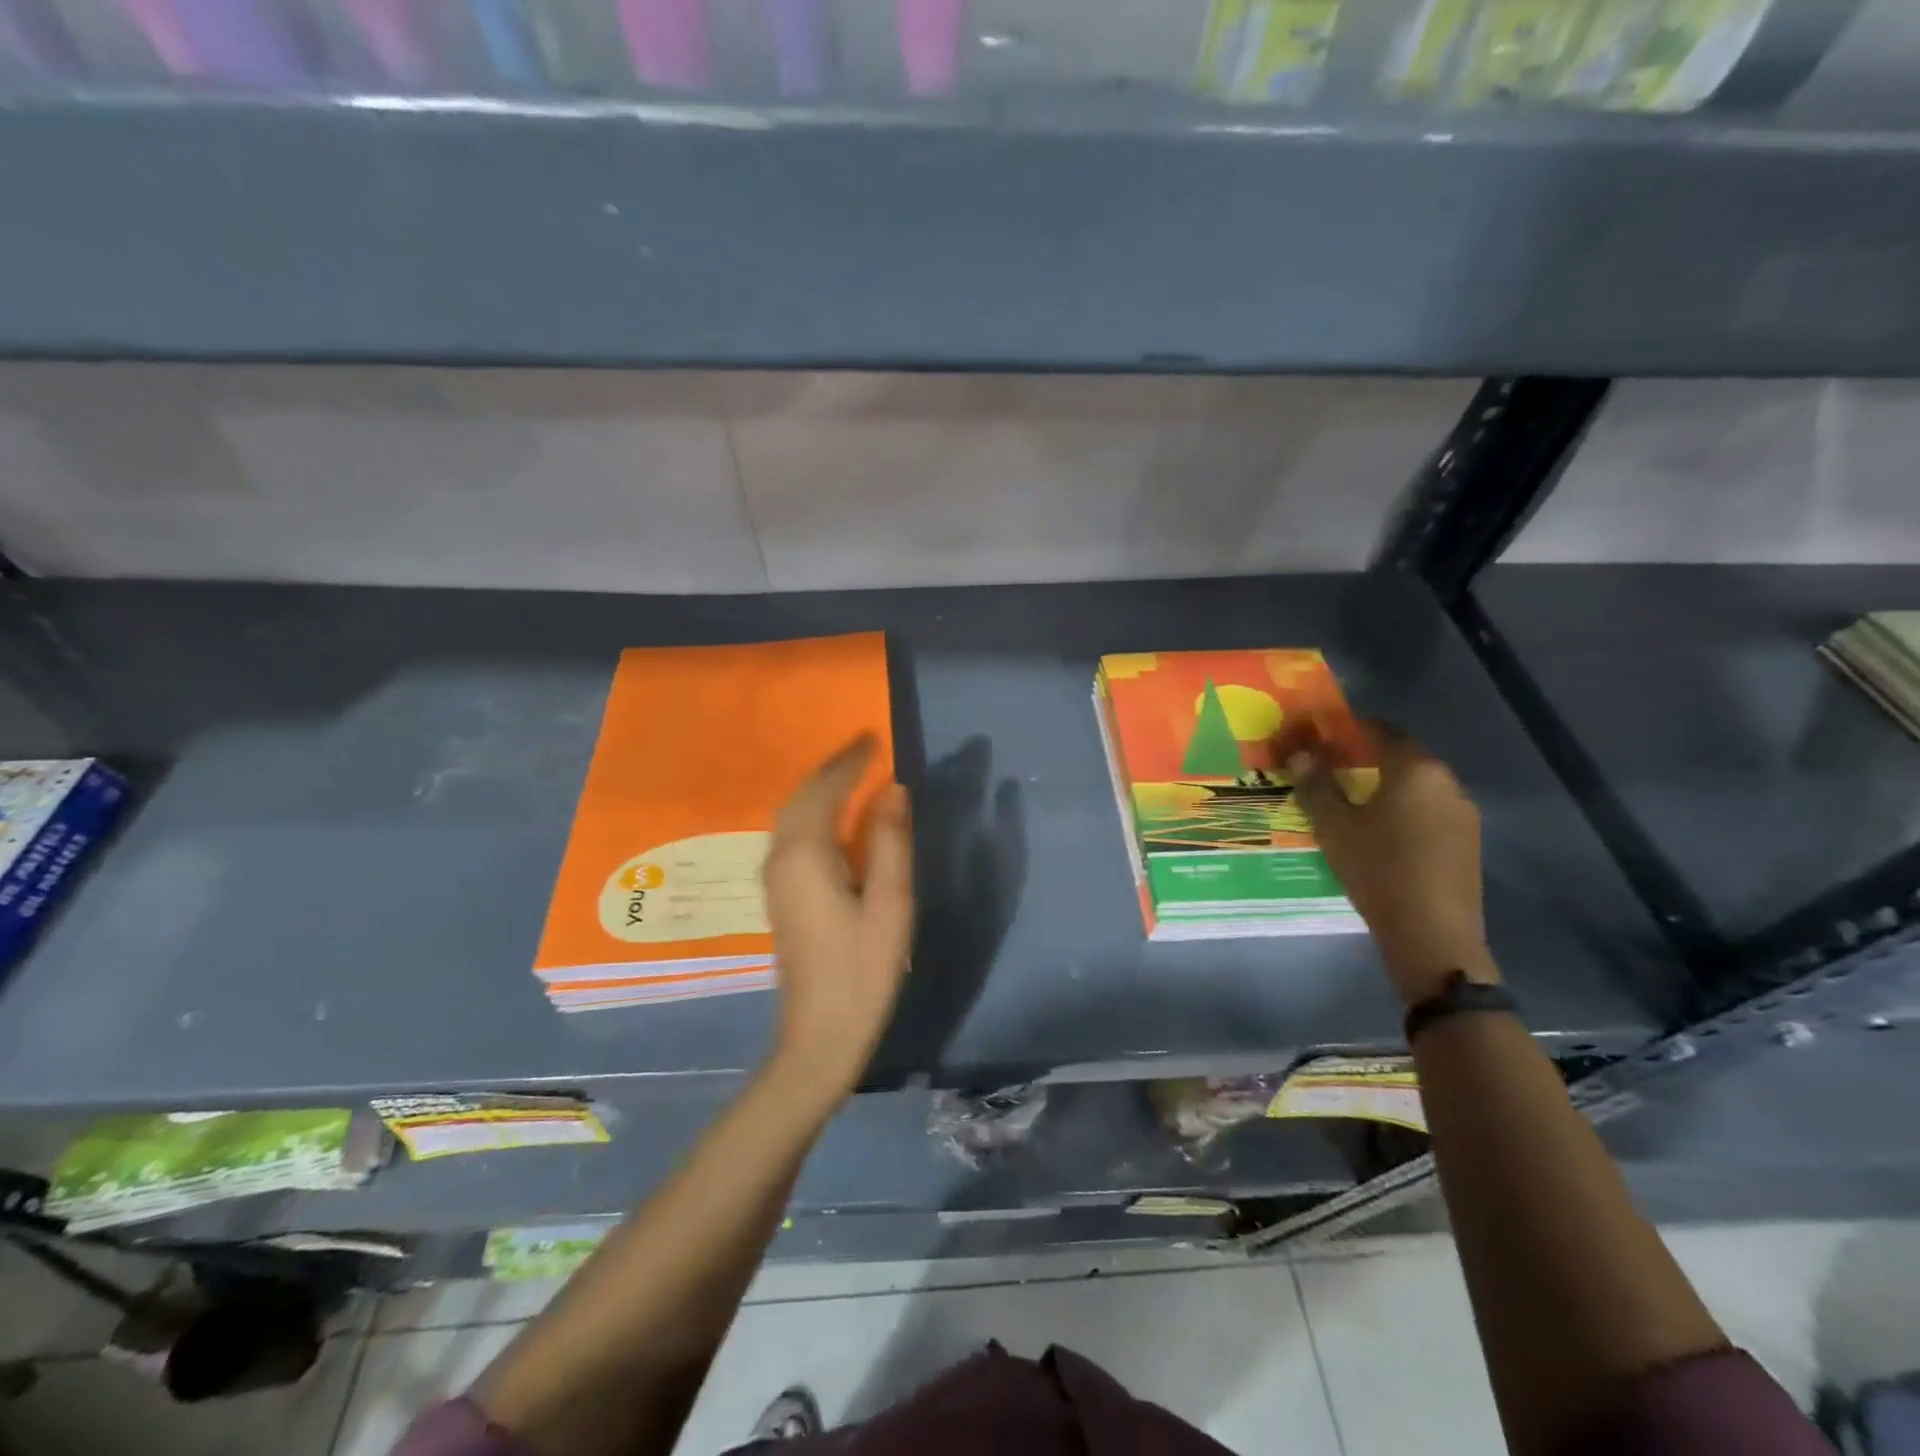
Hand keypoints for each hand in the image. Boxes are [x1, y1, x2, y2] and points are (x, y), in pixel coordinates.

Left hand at [762, 736, 913, 1099]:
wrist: (819, 1036)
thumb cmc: (861, 971)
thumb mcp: (889, 904)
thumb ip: (889, 842)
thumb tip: (893, 790)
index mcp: (805, 857)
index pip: (823, 791)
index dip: (849, 762)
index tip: (872, 737)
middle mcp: (779, 859)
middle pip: (800, 798)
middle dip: (830, 769)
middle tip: (864, 749)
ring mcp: (774, 879)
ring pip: (791, 815)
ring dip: (819, 788)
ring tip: (853, 773)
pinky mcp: (780, 895)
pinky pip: (792, 834)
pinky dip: (812, 811)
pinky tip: (834, 817)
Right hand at [1281, 722, 1494, 1005]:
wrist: (1433, 934)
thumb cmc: (1377, 870)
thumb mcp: (1333, 826)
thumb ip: (1316, 785)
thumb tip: (1300, 753)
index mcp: (1415, 769)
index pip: (1379, 730)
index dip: (1347, 727)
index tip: (1319, 733)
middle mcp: (1446, 782)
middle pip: (1402, 754)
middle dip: (1365, 755)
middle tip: (1329, 766)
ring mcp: (1462, 812)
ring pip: (1417, 784)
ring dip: (1385, 783)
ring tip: (1351, 799)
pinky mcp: (1467, 841)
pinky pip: (1429, 809)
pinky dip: (1403, 807)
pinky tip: (1380, 830)